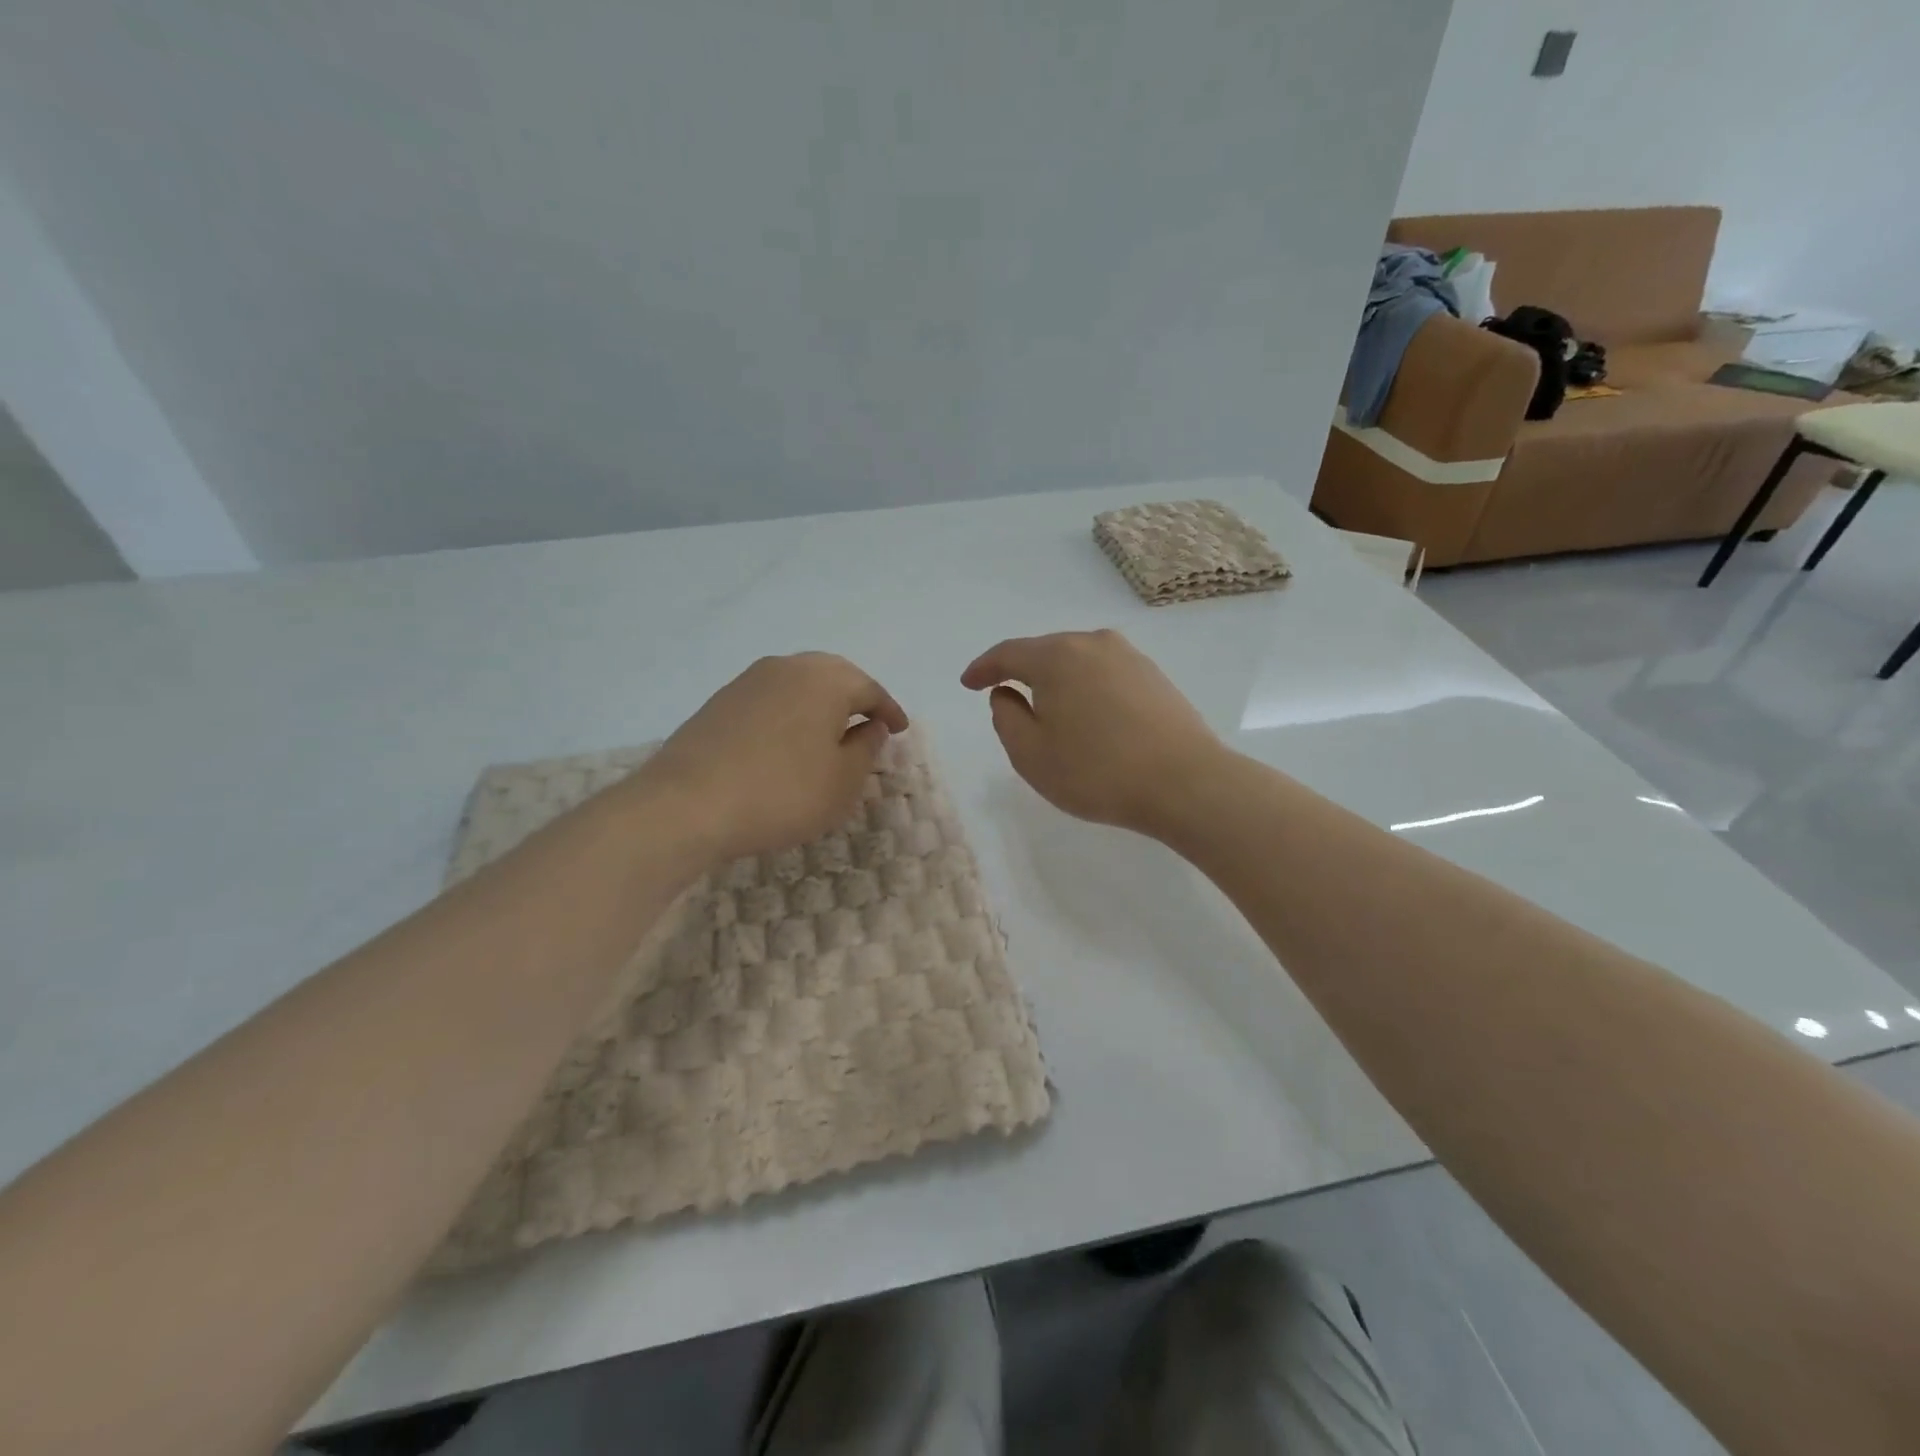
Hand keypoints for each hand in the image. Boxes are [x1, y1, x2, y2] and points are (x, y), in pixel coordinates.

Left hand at [641, 653, 908, 862]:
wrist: (687, 804)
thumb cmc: (782, 793)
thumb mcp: (843, 781)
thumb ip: (866, 748)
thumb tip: (872, 725)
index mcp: (826, 680)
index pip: (870, 689)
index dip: (889, 711)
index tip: (900, 730)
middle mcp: (788, 667)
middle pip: (833, 676)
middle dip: (855, 698)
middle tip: (869, 723)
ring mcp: (749, 680)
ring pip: (798, 683)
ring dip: (820, 703)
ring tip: (829, 732)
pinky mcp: (721, 700)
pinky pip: (771, 698)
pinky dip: (789, 712)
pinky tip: (787, 739)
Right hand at [960, 629, 1226, 837]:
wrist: (1186, 783)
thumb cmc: (1096, 771)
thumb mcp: (1031, 754)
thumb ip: (1006, 718)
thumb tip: (1007, 694)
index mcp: (1057, 656)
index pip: (1008, 654)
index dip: (983, 668)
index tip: (968, 683)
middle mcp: (1093, 643)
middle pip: (1045, 652)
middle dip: (1022, 672)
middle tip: (1006, 697)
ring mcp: (1129, 657)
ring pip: (1078, 662)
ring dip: (1057, 682)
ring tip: (1048, 710)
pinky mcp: (1154, 676)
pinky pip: (1104, 675)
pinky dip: (1086, 689)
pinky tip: (1088, 715)